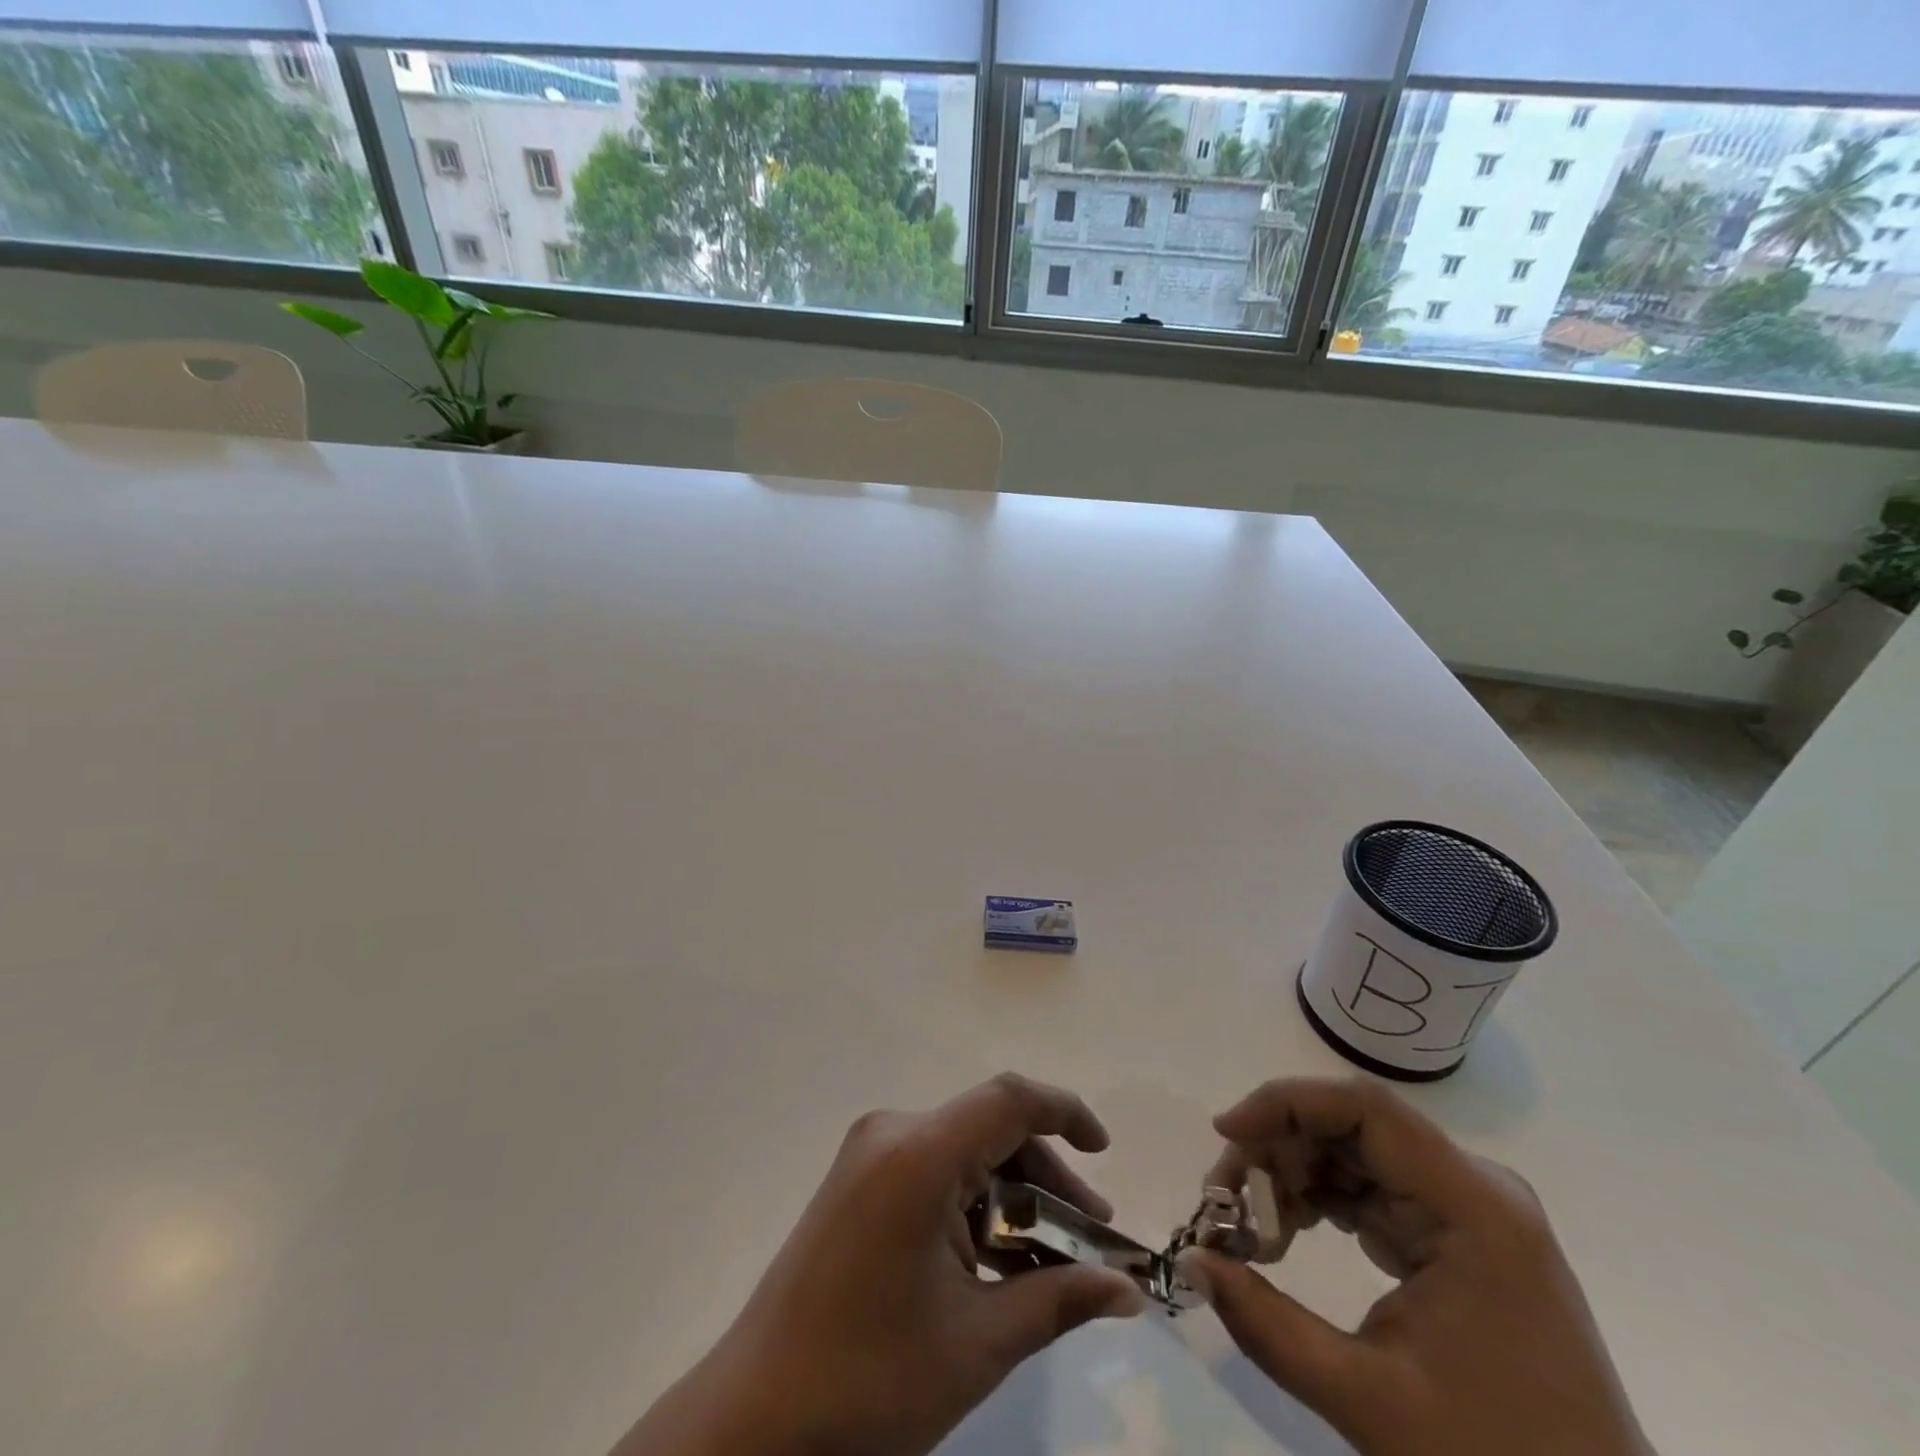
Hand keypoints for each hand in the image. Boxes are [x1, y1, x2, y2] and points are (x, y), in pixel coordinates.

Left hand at [611, 1073, 1146, 1455]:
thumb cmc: (870, 1380)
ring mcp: (869, 1154)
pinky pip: (933, 1169)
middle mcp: (892, 1132)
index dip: (1065, 1112)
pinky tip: (998, 1257)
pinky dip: (973, 1203)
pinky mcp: (858, 1180)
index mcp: (919, 1152)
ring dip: (1011, 1195)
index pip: (1009, 1099)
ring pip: (964, 1151)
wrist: (754, 1420)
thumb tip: (1129, 1291)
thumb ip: (1059, 1299)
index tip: (1105, 1150)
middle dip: (1046, 1178)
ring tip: (1051, 1257)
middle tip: (1091, 1237)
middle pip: (990, 1129)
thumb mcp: (978, 1342)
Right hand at [1180, 1078, 1652, 1455]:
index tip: (1225, 1135)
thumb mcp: (1371, 1401)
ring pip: (1355, 1153)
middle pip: (1354, 1128)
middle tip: (1223, 1200)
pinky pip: (1370, 1189)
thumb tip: (1192, 1262)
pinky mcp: (1456, 1236)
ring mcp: (1468, 1211)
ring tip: (1247, 1226)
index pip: (1366, 1109)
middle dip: (1278, 1150)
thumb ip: (1268, 1325)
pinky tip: (1285, 1236)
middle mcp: (1475, 1189)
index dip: (1287, 1103)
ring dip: (1292, 1175)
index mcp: (1476, 1209)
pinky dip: (1319, 1201)